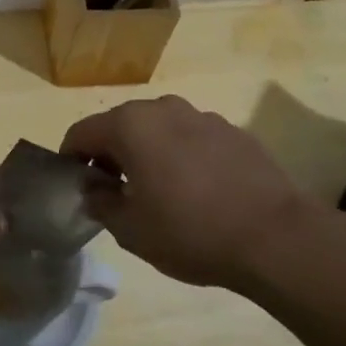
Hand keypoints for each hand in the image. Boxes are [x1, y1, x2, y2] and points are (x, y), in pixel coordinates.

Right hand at [62, 96, 328, 289]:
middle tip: (113, 191)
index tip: (75, 184)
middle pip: (121, 125)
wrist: (275, 236)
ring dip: (148, 152)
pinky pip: (192, 138)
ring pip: (158, 129)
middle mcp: (163, 109)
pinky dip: (182, 156)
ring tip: (157, 191)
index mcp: (130, 125)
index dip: (71, 157)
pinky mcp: (233, 131)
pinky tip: (196, 191)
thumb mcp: (131, 229)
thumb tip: (94, 188)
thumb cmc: (190, 231)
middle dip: (110, 153)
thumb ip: (100, 203)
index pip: (82, 132)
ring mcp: (202, 116)